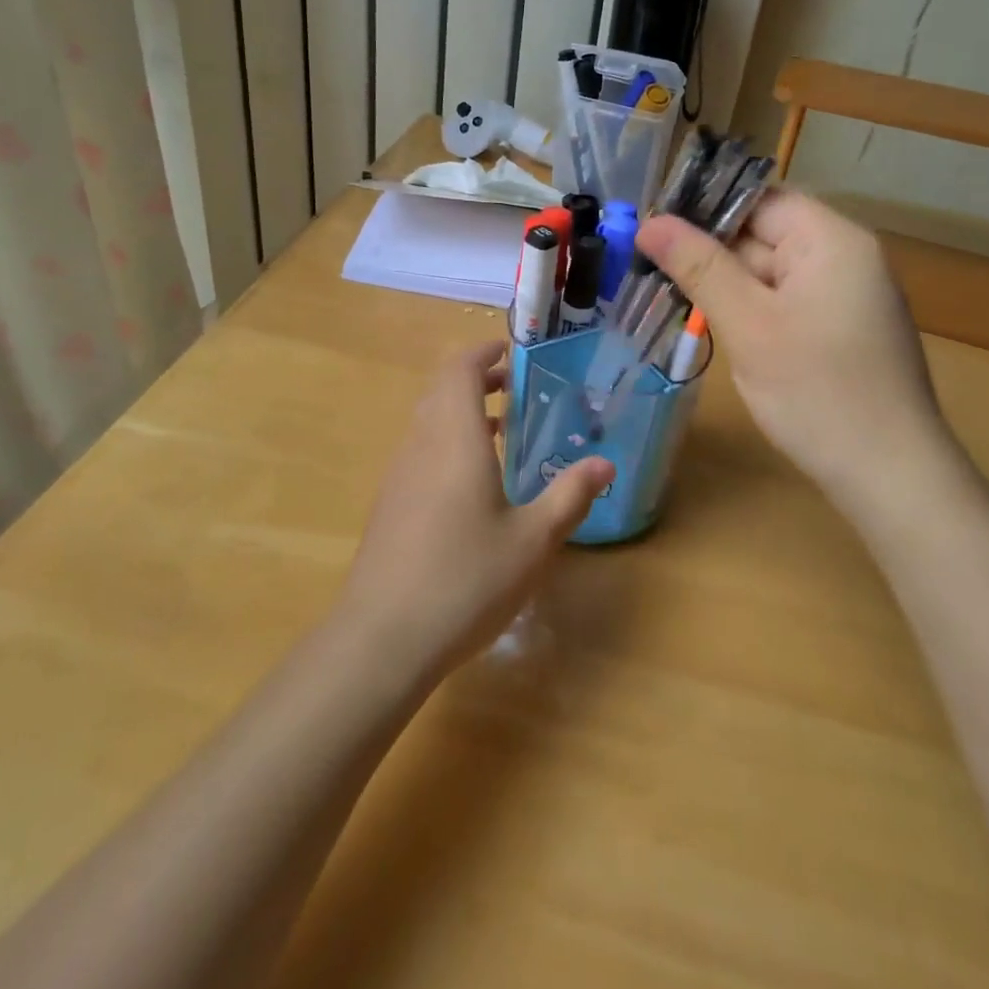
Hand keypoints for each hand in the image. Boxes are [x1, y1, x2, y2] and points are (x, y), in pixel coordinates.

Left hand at [336, 342, 612, 680]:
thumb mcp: (533, 540)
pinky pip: (420, 450)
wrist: (384, 637)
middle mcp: (421, 444)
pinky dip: (447, 442)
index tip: (510, 351)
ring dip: (461, 412)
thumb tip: (605, 464)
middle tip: (514, 387)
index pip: (459, 370)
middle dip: (476, 379)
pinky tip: (473, 483)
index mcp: (455, 438)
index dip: (483, 352)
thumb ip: (570, 496)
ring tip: (503, 429)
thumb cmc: (467, 579)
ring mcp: (399, 474)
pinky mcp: (390, 504)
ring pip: (428, 421)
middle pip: (441, 390)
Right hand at [636, 189, 951, 504]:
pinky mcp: (840, 330)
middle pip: (762, 235)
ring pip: (768, 273)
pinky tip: (711, 326)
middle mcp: (844, 257)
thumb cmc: (817, 392)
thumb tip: (650, 221)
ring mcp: (845, 296)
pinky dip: (747, 310)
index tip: (651, 229)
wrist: (890, 477)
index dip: (703, 209)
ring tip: (666, 297)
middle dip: (707, 253)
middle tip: (645, 268)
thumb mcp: (748, 324)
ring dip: (723, 286)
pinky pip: (783, 303)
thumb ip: (698, 266)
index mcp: (831, 240)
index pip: (757, 199)